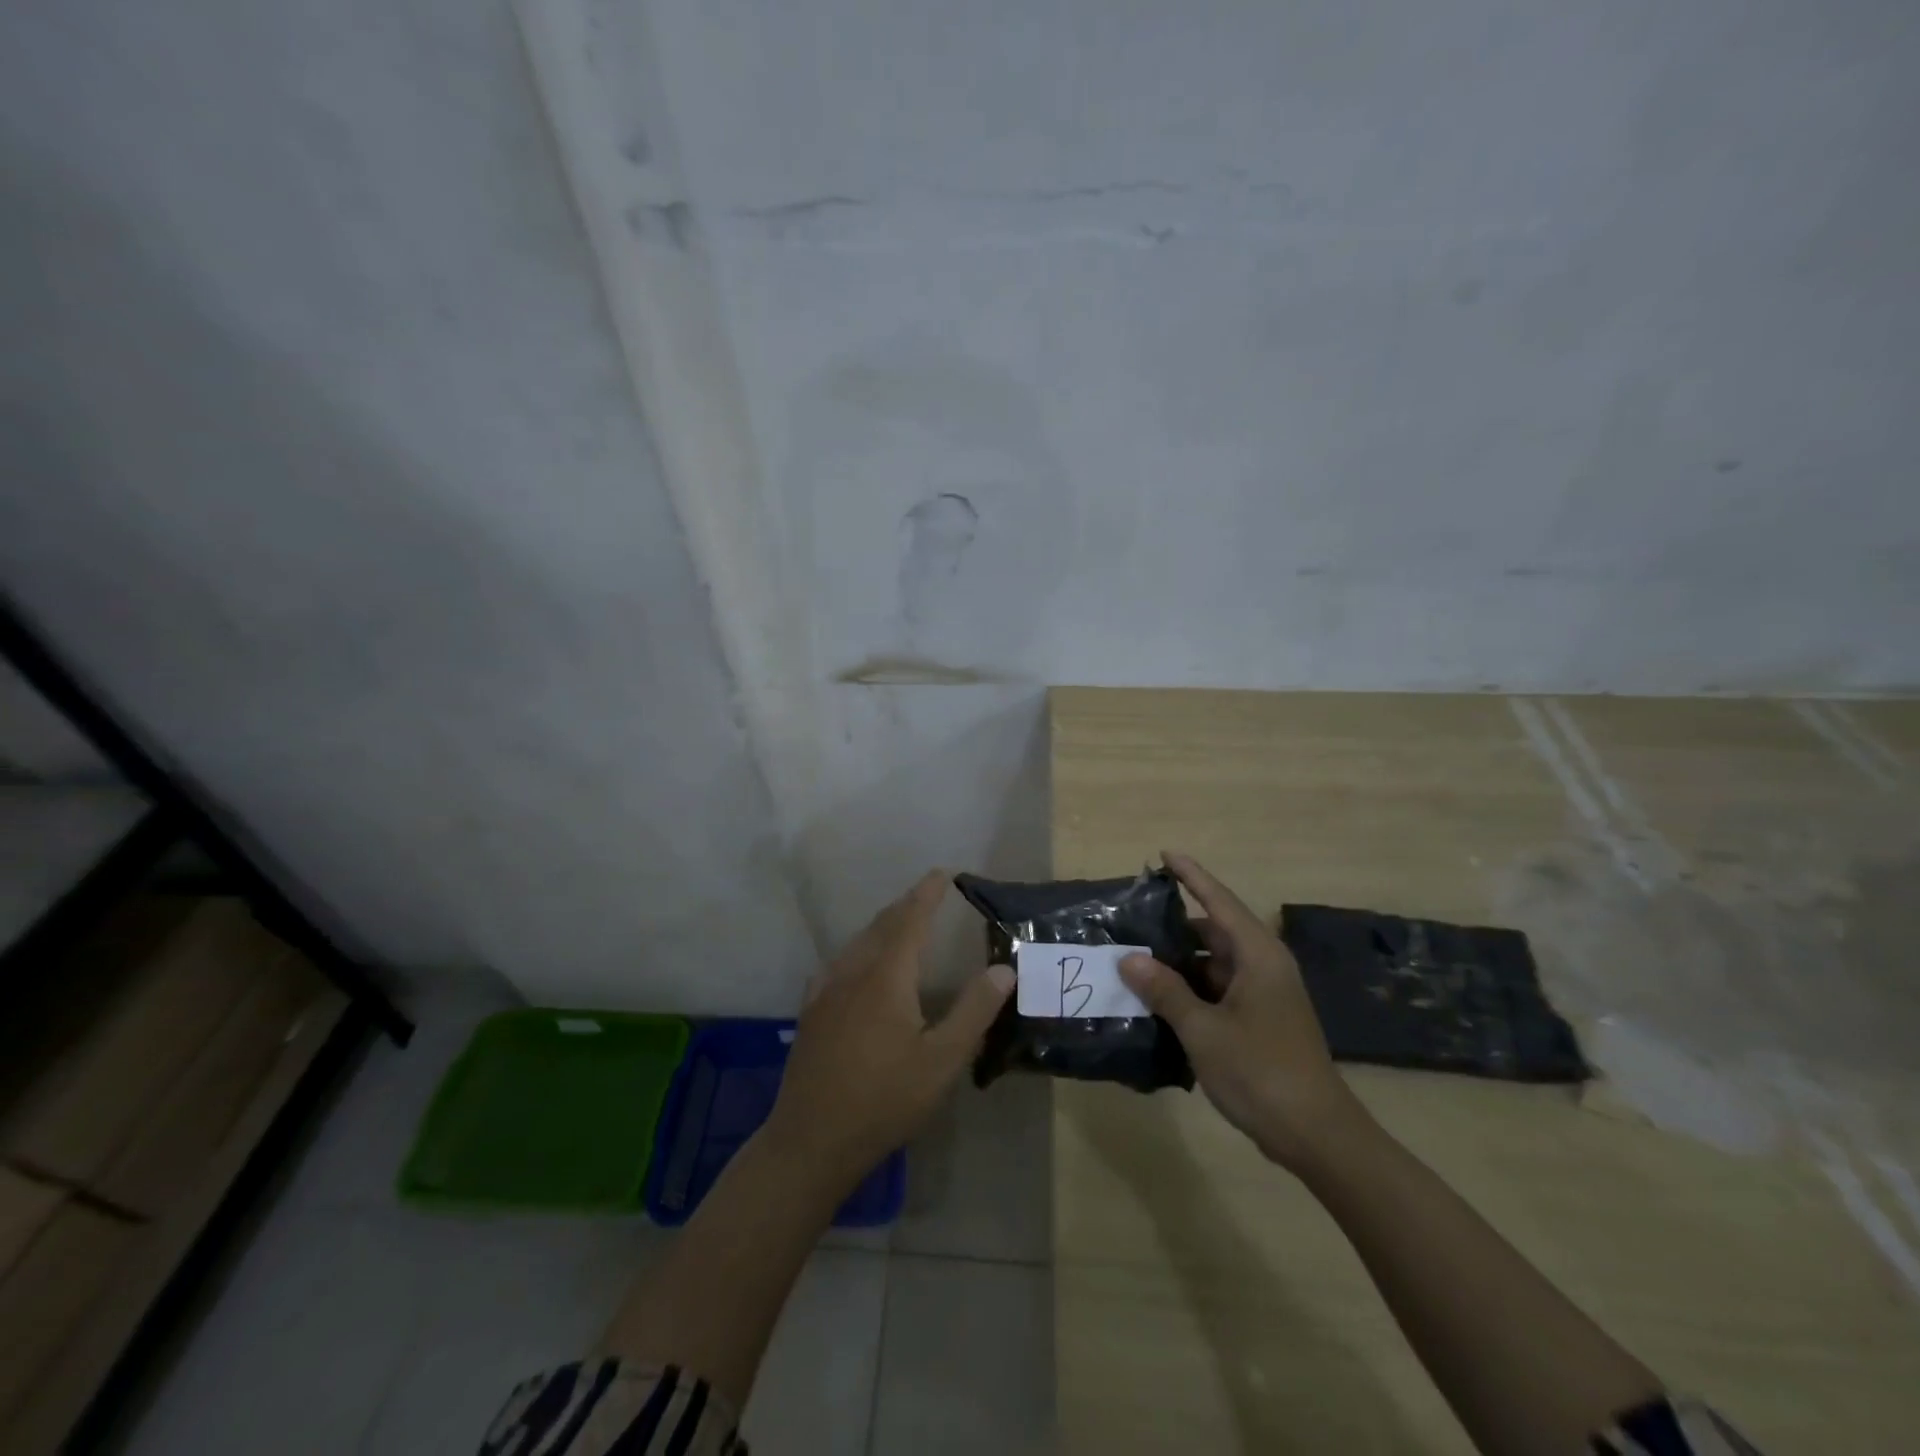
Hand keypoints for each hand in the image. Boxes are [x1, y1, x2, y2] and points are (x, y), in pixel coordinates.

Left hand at [765, 870, 1013, 1184]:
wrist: (811, 1140)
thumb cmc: (884, 1100)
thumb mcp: (942, 1061)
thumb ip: (973, 1011)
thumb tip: (1003, 968)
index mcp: (886, 977)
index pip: (910, 920)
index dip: (927, 894)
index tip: (943, 873)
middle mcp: (853, 972)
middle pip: (882, 926)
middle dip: (906, 905)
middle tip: (927, 894)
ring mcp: (826, 991)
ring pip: (857, 943)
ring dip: (882, 926)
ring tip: (901, 922)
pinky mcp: (811, 1012)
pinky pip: (838, 964)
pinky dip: (859, 950)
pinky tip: (857, 966)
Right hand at [1119, 851, 1365, 1171]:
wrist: (1318, 1136)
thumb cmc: (1262, 1072)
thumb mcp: (1204, 1030)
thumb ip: (1165, 991)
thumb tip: (1130, 958)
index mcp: (1258, 955)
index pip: (1219, 901)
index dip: (1191, 876)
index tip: (1164, 854)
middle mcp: (1264, 966)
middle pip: (1213, 931)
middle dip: (1174, 926)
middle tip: (1132, 921)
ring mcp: (1264, 994)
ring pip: (1214, 963)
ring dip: (1179, 962)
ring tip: (1135, 959)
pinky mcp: (1261, 1020)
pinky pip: (1219, 989)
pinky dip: (1191, 989)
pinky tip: (1159, 999)